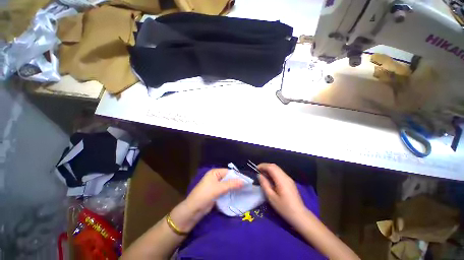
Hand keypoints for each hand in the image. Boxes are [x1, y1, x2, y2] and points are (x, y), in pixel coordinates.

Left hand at [170, 168, 243, 231]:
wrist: (193, 211)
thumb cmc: (204, 195)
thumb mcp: (218, 188)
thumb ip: (231, 184)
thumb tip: (244, 181)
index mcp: (214, 173)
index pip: (228, 172)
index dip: (237, 176)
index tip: (246, 180)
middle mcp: (215, 177)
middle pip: (228, 178)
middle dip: (236, 182)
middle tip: (247, 186)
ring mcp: (216, 186)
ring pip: (227, 185)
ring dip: (234, 188)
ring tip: (244, 190)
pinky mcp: (216, 193)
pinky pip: (225, 191)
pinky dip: (230, 192)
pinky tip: (237, 195)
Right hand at [258, 163, 306, 224]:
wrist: (299, 215)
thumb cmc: (284, 208)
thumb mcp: (271, 197)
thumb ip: (265, 184)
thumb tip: (260, 175)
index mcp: (281, 180)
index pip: (271, 167)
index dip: (263, 166)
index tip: (256, 169)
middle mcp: (286, 176)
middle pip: (274, 166)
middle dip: (265, 166)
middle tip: (258, 171)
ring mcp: (289, 178)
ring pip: (277, 169)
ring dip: (269, 169)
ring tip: (262, 174)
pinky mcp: (290, 181)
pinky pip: (280, 173)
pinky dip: (273, 172)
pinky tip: (270, 179)